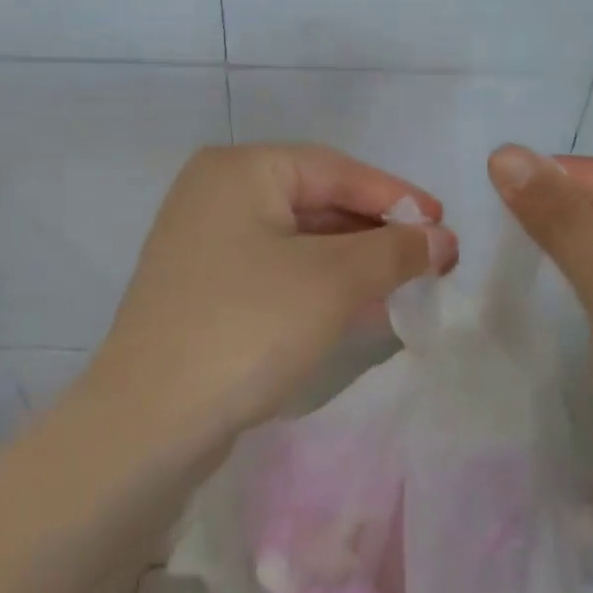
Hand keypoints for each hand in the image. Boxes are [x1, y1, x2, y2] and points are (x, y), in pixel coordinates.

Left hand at [94, 145, 457, 440]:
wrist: (148, 423)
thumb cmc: (247, 327)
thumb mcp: (332, 282)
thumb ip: (393, 251)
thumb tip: (440, 238)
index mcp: (240, 170)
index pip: (335, 169)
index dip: (396, 196)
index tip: (444, 224)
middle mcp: (217, 193)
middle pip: (316, 200)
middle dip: (376, 232)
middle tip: (431, 258)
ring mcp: (205, 241)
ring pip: (298, 239)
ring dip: (354, 261)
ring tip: (407, 283)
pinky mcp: (204, 287)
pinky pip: (276, 270)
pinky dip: (320, 284)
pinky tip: (362, 307)